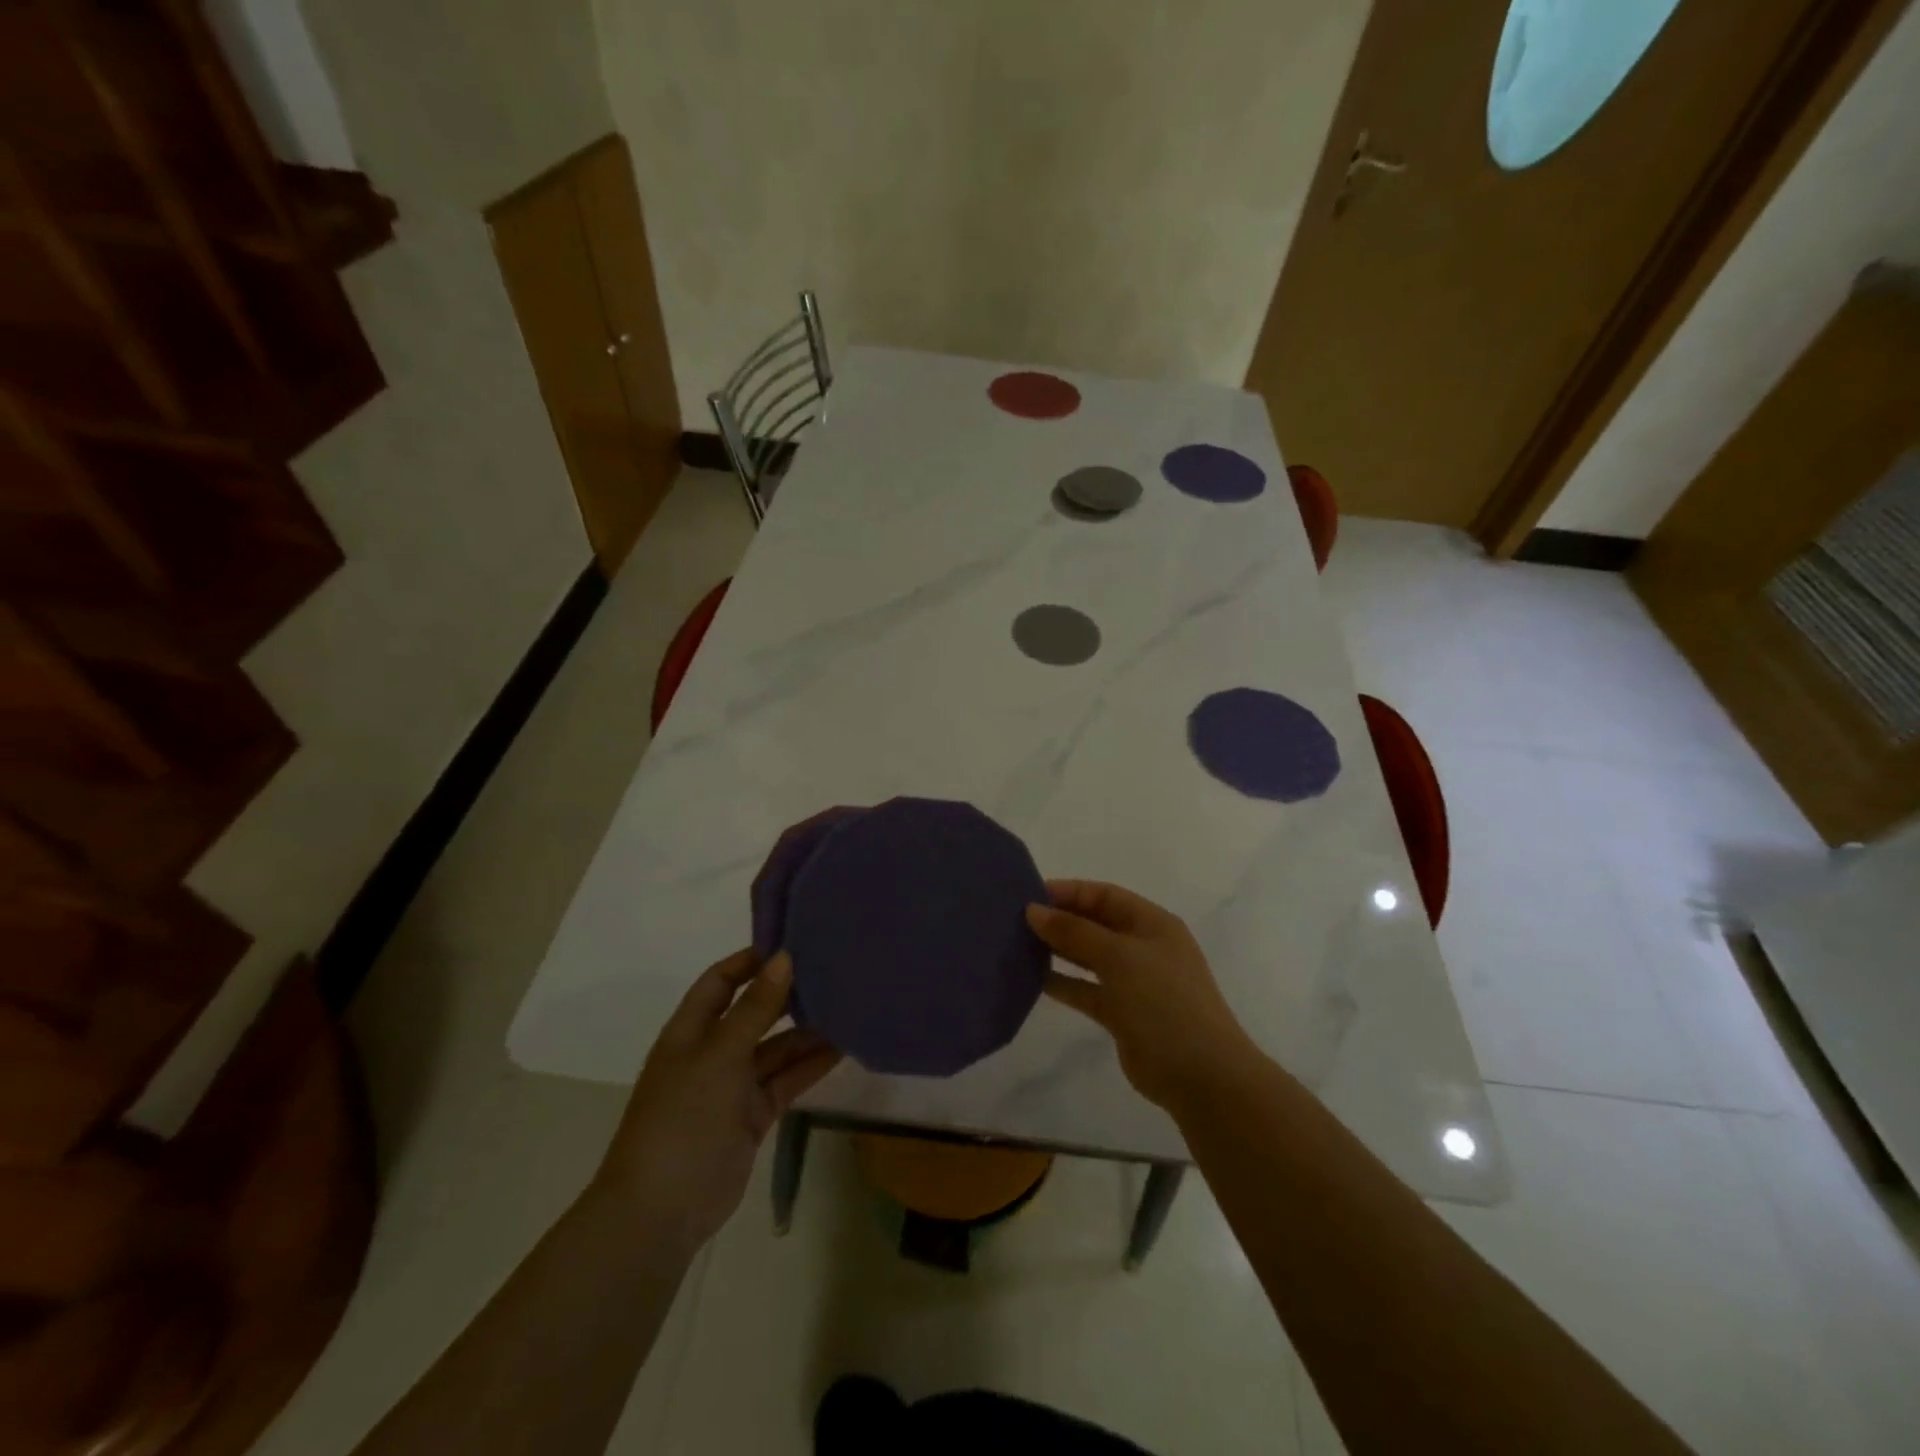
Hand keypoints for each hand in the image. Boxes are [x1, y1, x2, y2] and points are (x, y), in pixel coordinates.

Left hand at [592, 949, 839, 1257]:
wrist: (662, 1211)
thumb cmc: (683, 1117)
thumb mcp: (720, 1054)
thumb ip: (755, 1008)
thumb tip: (783, 958)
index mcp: (690, 1031)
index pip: (720, 982)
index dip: (751, 961)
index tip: (792, 943)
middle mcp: (712, 1052)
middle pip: (753, 1012)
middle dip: (787, 994)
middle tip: (831, 971)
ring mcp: (733, 1086)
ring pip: (776, 1048)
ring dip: (807, 1031)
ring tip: (848, 1006)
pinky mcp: (753, 1115)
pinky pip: (786, 1080)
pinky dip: (810, 1065)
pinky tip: (843, 1047)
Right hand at [1026, 880, 1255, 1110]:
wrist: (1201, 1075)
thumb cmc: (1163, 1001)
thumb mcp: (1118, 957)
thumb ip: (1074, 932)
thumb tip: (1033, 910)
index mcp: (1152, 924)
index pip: (1105, 895)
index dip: (1069, 892)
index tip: (1029, 894)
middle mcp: (1143, 948)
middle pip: (1095, 924)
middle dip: (1060, 919)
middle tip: (1016, 920)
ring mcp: (1134, 982)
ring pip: (1089, 957)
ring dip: (1058, 950)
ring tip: (1019, 945)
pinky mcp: (1122, 1014)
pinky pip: (1087, 990)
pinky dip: (1064, 983)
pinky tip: (1034, 979)